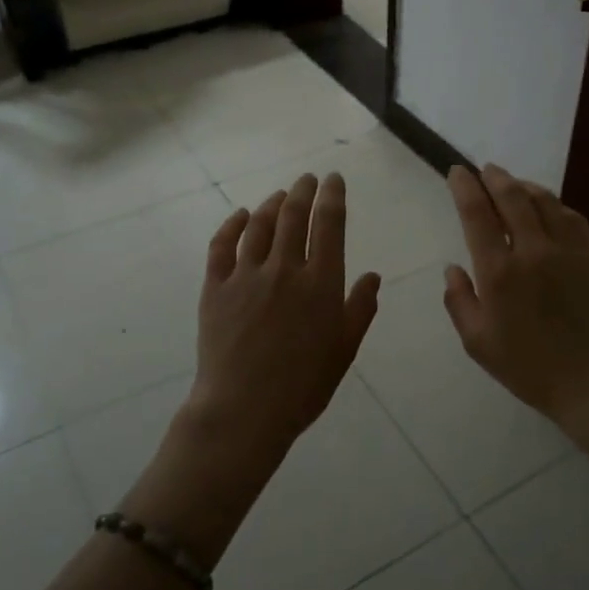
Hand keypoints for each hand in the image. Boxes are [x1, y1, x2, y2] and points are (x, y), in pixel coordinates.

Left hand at [182, 173, 381, 473]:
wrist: (244, 410)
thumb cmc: (303, 386)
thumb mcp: (344, 350)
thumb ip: (360, 309)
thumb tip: (373, 276)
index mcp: (320, 284)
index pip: (328, 225)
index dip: (332, 197)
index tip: (333, 180)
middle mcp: (284, 269)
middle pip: (293, 216)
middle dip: (302, 192)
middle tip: (307, 179)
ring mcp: (245, 276)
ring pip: (259, 225)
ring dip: (271, 204)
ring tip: (279, 195)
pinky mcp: (215, 288)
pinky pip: (221, 246)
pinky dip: (232, 225)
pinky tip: (240, 215)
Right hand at [443, 165, 588, 430]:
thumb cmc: (529, 367)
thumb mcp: (477, 343)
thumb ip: (459, 301)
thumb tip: (453, 268)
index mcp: (498, 272)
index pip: (477, 213)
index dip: (464, 187)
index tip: (457, 172)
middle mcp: (532, 250)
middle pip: (511, 197)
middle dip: (494, 177)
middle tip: (484, 170)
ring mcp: (568, 250)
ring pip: (544, 200)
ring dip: (524, 185)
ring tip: (513, 183)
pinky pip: (571, 216)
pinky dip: (553, 203)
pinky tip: (548, 206)